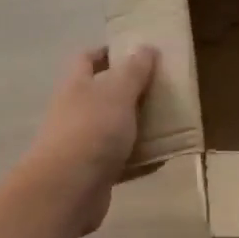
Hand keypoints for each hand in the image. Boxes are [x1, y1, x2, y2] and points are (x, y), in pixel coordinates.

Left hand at [20, 46, 158, 234]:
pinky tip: (163, 158)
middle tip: (162, 88)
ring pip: (115, 129)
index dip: (108, 52)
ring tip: (170, 121)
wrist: (68, 190)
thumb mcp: (118, 92)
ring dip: (138, 126)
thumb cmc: (92, 130)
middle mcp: (75, 112)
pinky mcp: (94, 174)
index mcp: (76, 86)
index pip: (87, 59)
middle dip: (131, 91)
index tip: (137, 52)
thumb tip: (146, 47)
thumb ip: (134, 71)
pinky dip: (141, 159)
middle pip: (103, 95)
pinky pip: (122, 162)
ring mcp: (83, 145)